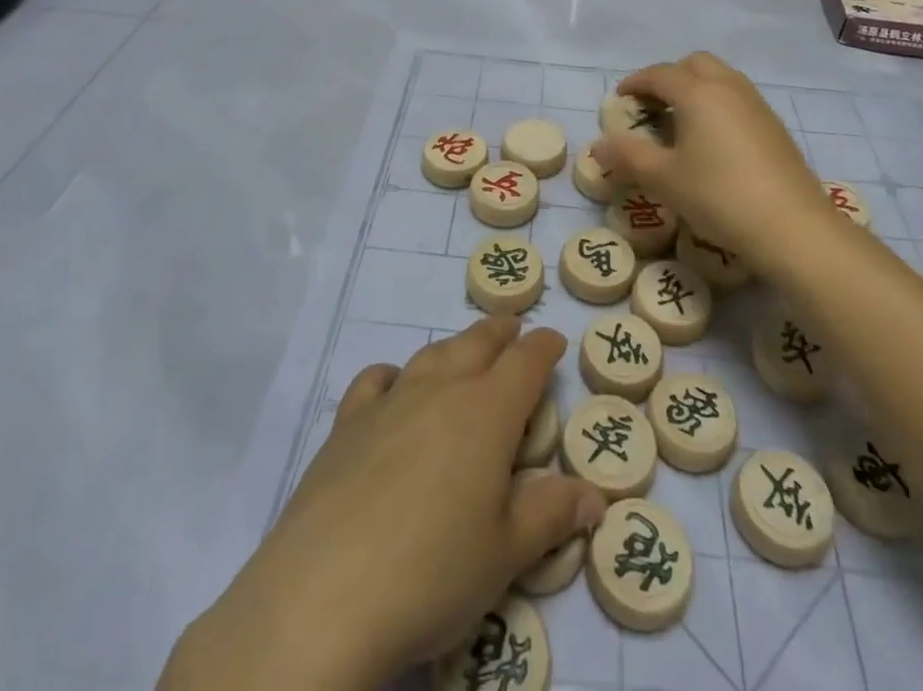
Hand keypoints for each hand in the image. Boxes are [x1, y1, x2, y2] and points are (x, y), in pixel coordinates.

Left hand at [163, 318, 603, 689]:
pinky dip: (393, 374)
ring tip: (466, 348)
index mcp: (487, 413)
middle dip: (501, 332)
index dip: (544, 347)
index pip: (526, 362)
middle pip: (477, 343)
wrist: (324, 595)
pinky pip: (376, 380)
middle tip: (514, 328)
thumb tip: (597, 497)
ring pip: (432, 354)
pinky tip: (393, 386)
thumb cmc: (433, 573)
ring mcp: (390, 402)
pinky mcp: (347, 424)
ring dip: (456, 346)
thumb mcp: (506, 554)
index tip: (555, 340)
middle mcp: (441, 391)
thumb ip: (553, 515)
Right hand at [591, 52, 822, 267]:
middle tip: (652, 107)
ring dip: (695, 88)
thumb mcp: (664, 179)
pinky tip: (712, 141)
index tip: (620, 99)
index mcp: (697, 92)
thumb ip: (628, 157)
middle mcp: (727, 87)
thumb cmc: (719, 195)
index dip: (635, 83)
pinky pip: (737, 98)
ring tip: (680, 122)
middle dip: (668, 77)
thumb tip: (598, 146)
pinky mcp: (774, 126)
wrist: (793, 227)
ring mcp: (756, 104)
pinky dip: (717, 104)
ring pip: (720, 77)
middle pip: (693, 64)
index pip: (659, 73)